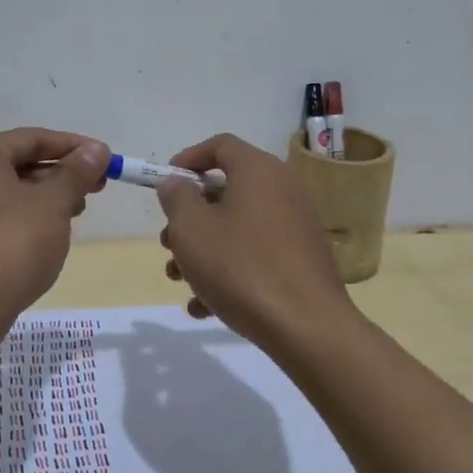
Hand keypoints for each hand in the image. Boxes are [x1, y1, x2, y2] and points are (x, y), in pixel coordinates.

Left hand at [0, 128, 109, 314]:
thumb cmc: (12, 241)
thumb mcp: (53, 202)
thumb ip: (76, 172)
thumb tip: (96, 150)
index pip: (32, 139)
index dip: (73, 147)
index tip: (106, 159)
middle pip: (18, 164)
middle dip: (60, 174)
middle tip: (97, 187)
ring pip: (8, 193)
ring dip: (45, 198)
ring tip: (77, 211)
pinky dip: (25, 218)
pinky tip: (49, 234)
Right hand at [157, 133, 354, 344]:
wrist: (306, 327)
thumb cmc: (240, 266)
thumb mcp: (192, 228)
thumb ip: (176, 197)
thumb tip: (176, 183)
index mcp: (258, 170)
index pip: (220, 145)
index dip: (188, 159)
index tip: (165, 185)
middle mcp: (281, 190)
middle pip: (225, 191)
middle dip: (189, 217)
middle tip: (168, 244)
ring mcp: (295, 227)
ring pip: (236, 228)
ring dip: (202, 250)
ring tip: (179, 280)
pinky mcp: (300, 261)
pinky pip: (255, 255)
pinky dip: (228, 272)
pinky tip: (204, 308)